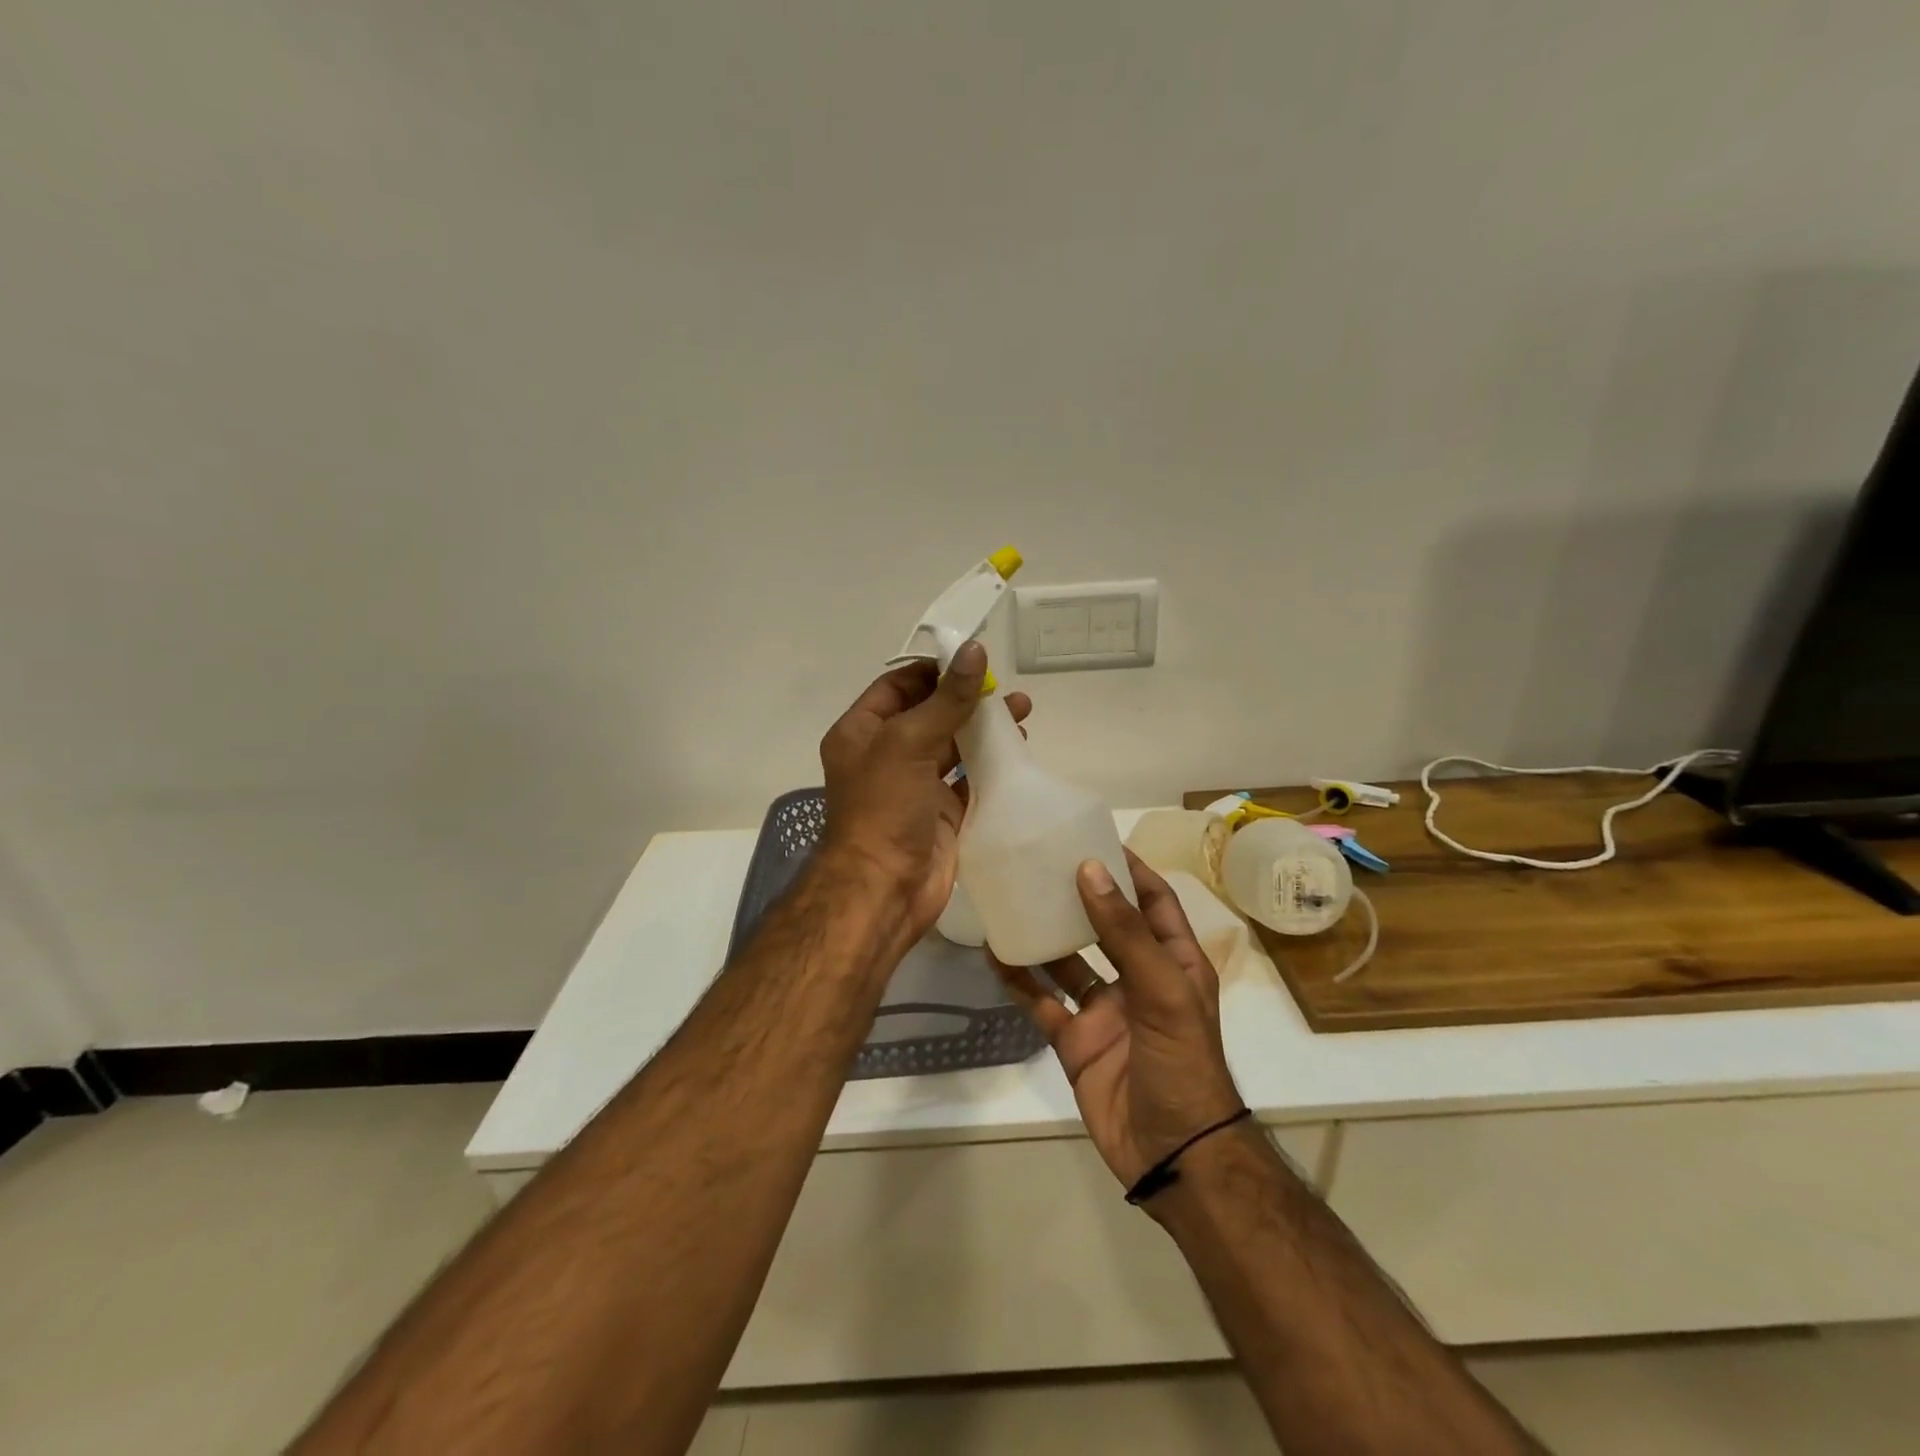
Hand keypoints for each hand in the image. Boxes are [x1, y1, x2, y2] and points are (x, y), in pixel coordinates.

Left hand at [818, 641, 1031, 942]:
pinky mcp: (942, 813)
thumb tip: (974, 650)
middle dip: (967, 698)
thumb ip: (946, 699)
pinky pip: (970, 780)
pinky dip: (992, 765)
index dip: (934, 671)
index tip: (973, 659)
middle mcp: (886, 755)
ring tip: (1023, 712)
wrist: (884, 889)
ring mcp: (915, 786)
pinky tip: (1019, 752)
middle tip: (1005, 689)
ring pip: (953, 746)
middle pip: (930, 713)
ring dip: (984, 729)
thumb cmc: (884, 808)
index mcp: (862, 732)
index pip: (898, 686)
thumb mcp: (908, 742)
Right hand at [993, 851, 1245, 1197]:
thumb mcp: (1163, 991)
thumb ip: (1125, 933)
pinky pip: (1042, 1000)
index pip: (1153, 901)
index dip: (1129, 869)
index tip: (1094, 838)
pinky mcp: (1075, 1039)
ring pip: (1067, 960)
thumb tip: (1090, 870)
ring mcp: (1104, 1010)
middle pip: (1105, 925)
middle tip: (1040, 862)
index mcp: (1174, 961)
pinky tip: (995, 954)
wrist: (1173, 1155)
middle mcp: (1138, 978)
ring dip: (1043, 934)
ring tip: (1011, 898)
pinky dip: (1020, 979)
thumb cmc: (1183, 1063)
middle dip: (1078, 895)